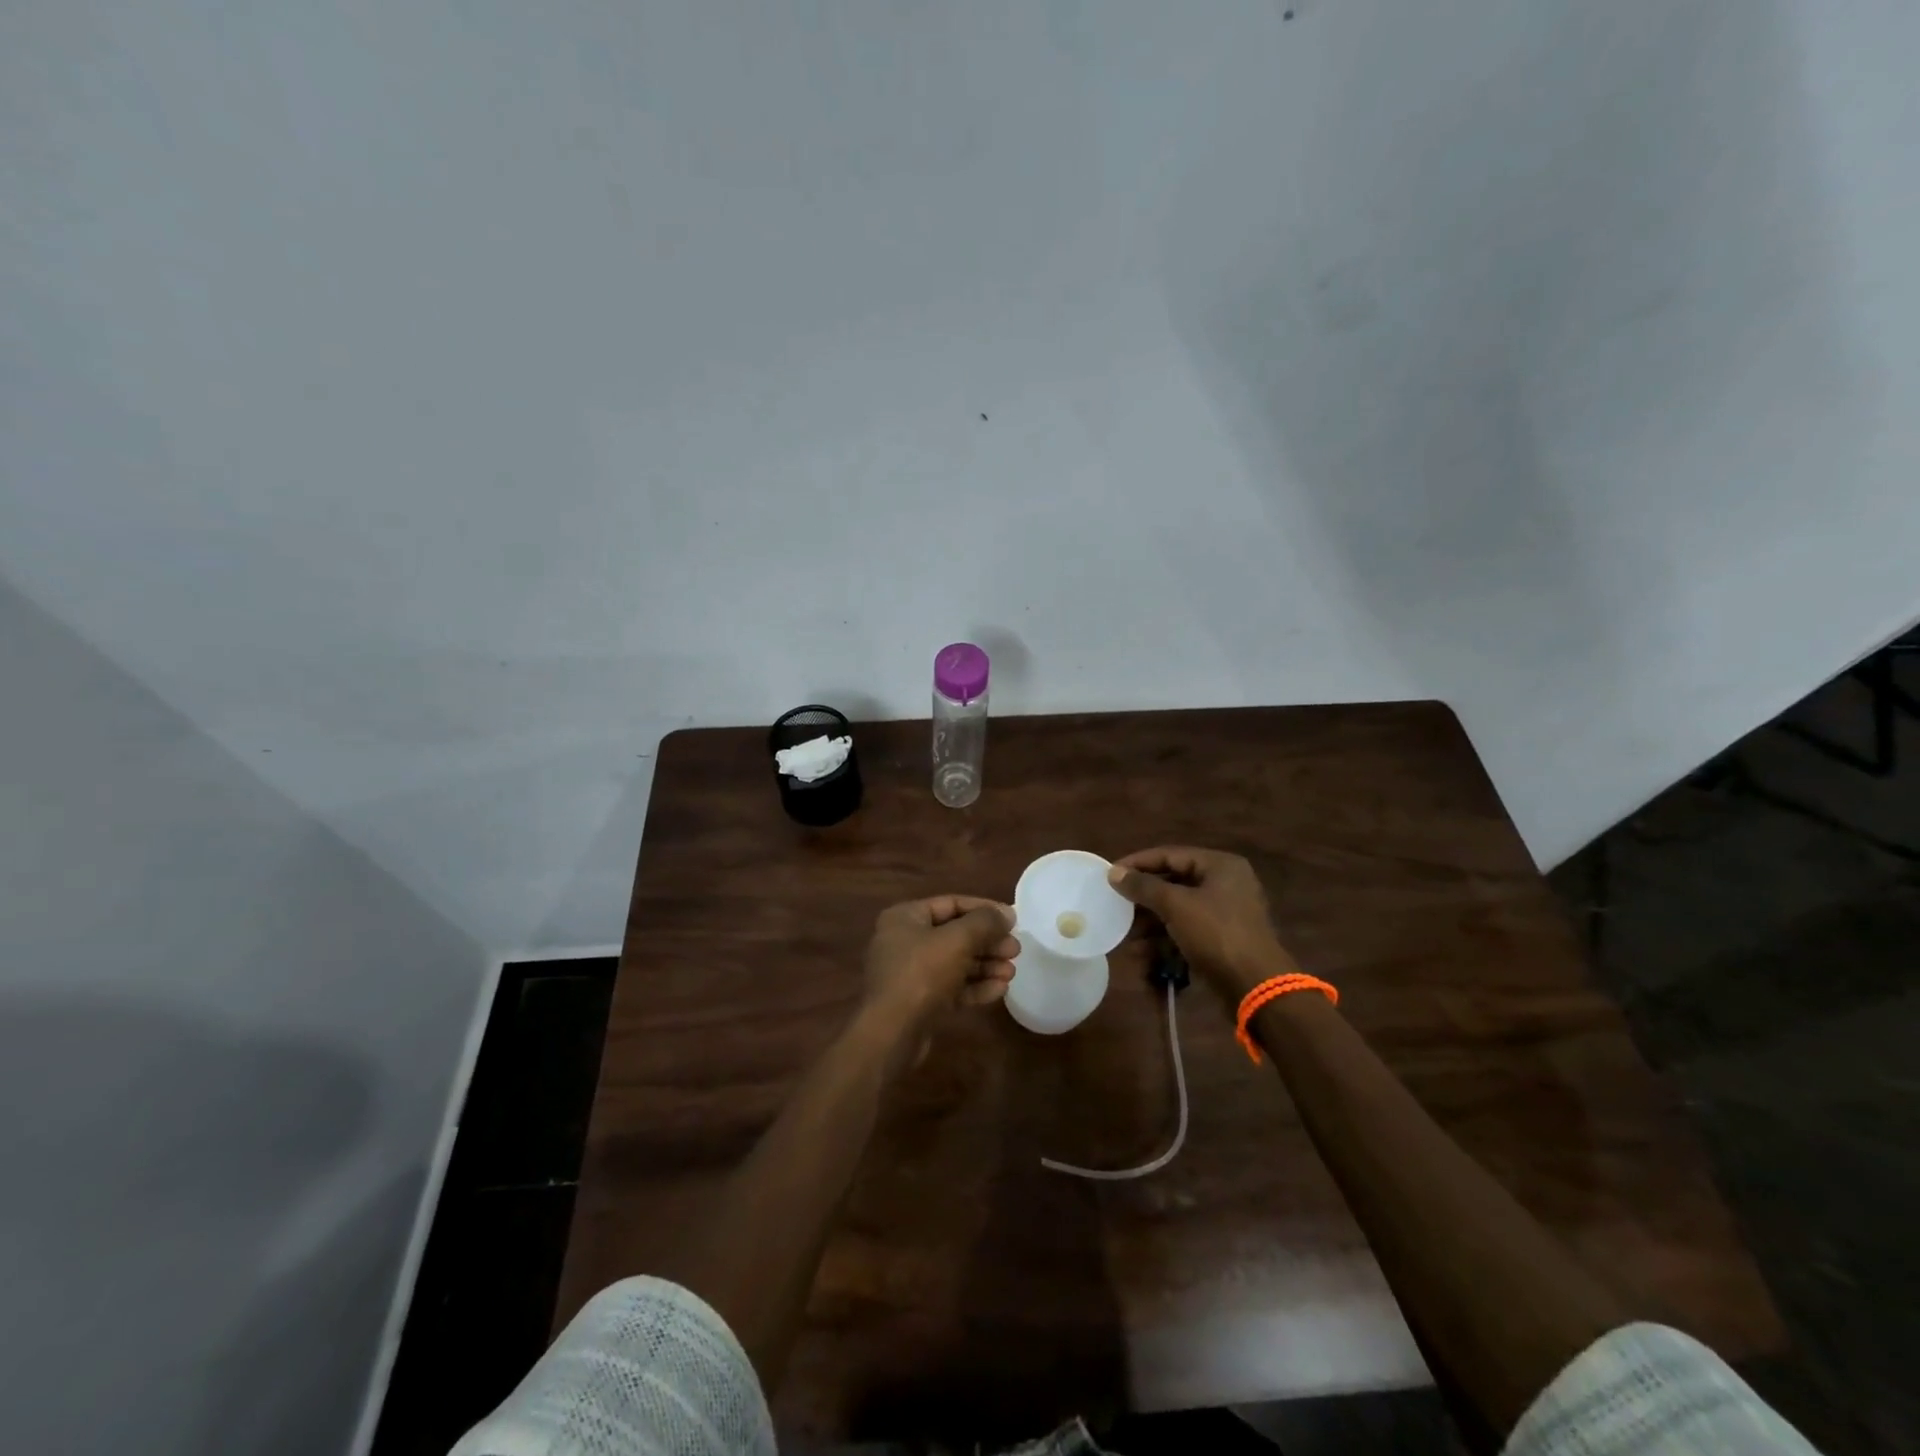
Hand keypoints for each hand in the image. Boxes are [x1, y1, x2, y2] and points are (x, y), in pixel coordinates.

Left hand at [861, 895, 1018, 1035]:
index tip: (1012, 920)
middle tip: (1015, 950)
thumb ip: (984, 922)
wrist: (892, 1034)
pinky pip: (951, 987)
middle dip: (988, 942)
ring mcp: (911, 973)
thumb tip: (1007, 913)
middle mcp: (905, 941)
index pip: (951, 904)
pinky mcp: (919, 1001)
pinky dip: (974, 986)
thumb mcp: (957, 940)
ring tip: (1011, 972)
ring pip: (955, 962)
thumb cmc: (922, 974)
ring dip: (985, 966)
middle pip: (955, 934)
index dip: (984, 909)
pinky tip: (999, 990)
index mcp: (905, 917)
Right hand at [1108, 846, 1295, 999]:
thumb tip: (1114, 873)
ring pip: (1177, 910)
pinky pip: (1185, 931)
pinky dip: (1164, 940)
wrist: (1255, 986)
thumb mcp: (1176, 905)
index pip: (1170, 854)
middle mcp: (1224, 884)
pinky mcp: (1220, 940)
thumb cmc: (1216, 934)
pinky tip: (1142, 954)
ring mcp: (1223, 914)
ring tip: (1127, 937)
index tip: (1110, 874)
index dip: (1138, 863)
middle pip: (1172, 883)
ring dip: (1150, 924)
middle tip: (1116, 906)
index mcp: (1220, 866)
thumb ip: (1143, 886)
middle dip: (1143, 899)